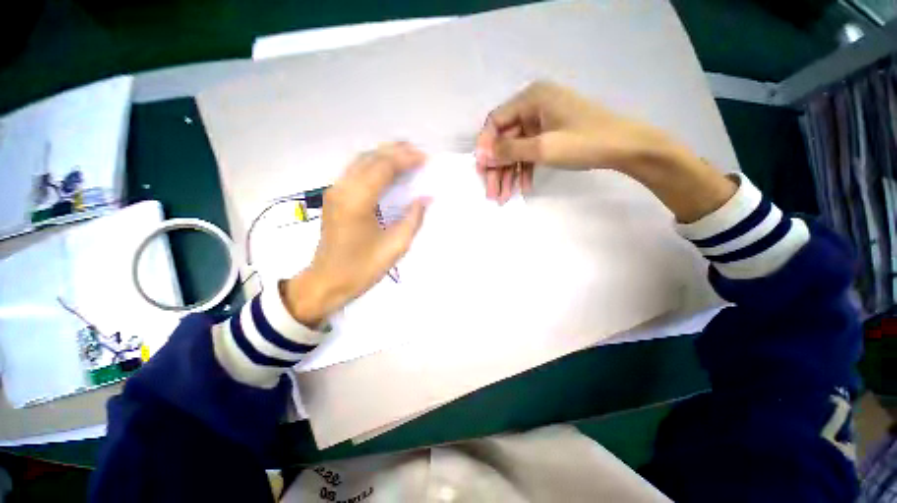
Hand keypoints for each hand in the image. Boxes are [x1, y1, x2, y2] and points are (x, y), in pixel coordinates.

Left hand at [281, 143, 429, 326]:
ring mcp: (334, 191)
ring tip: (407, 157)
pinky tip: (388, 172)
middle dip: (396, 151)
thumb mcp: (395, 246)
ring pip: (361, 161)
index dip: (406, 159)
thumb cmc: (362, 269)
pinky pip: (355, 171)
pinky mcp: (334, 197)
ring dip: (384, 155)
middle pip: (370, 158)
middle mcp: (342, 189)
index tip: (425, 158)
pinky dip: (374, 165)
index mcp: (357, 201)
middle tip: (419, 153)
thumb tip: (426, 198)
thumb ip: (413, 218)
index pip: (383, 167)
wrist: (326, 282)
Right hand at [476, 81, 736, 221]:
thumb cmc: (584, 142)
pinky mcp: (550, 134)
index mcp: (531, 99)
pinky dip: (525, 170)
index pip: (495, 122)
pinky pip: (530, 152)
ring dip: (509, 174)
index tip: (481, 171)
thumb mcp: (542, 147)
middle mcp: (533, 106)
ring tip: (504, 197)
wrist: (626, 147)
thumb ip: (509, 150)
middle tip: (492, 193)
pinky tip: (523, 188)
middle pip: (505, 139)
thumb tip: (481, 155)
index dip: (485, 147)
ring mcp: (543, 121)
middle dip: (497, 168)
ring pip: (517, 149)